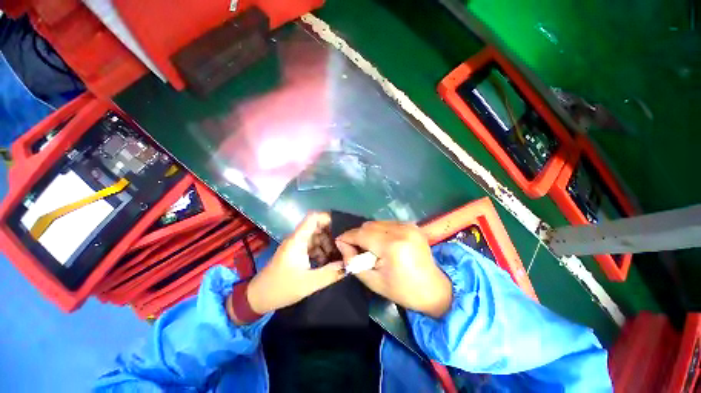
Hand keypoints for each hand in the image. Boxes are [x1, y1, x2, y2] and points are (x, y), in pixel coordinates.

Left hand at [246, 212, 345, 314]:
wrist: (258, 298)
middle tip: (344, 246)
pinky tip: (328, 263)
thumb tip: (348, 265)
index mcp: (298, 240)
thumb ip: (330, 274)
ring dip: (327, 245)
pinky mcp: (297, 253)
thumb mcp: (308, 283)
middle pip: (318, 228)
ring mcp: (297, 246)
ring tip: (338, 257)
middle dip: (331, 235)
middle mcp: (297, 239)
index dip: (327, 218)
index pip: (313, 218)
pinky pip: (313, 247)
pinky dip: (322, 252)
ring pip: (317, 238)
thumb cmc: (281, 288)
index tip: (342, 227)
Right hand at [336, 222, 451, 317]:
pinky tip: (382, 243)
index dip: (347, 237)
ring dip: (368, 233)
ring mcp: (408, 225)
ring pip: (377, 223)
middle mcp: (401, 230)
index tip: (339, 242)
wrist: (433, 289)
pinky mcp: (412, 225)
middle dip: (357, 235)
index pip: (361, 234)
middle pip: (368, 226)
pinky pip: (387, 224)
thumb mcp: (372, 281)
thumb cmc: (402, 290)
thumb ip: (353, 261)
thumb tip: (342, 244)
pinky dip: (380, 231)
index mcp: (392, 246)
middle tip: (354, 248)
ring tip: (369, 247)